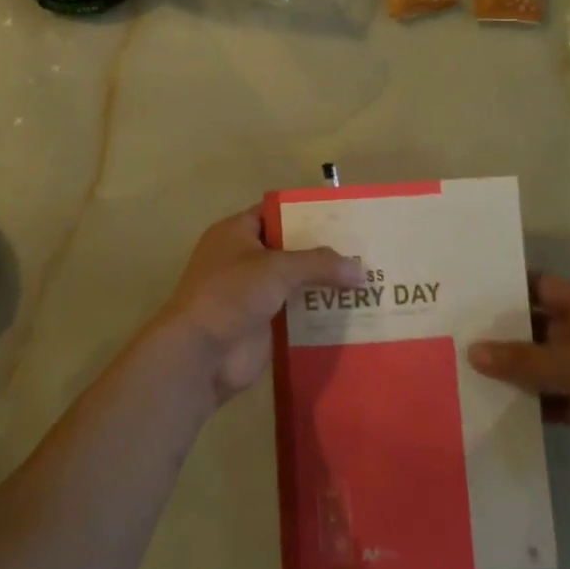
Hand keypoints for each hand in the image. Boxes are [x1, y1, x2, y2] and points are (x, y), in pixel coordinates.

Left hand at [145, 207, 363, 407]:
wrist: (201, 354)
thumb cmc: (231, 295)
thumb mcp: (276, 268)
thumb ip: (319, 263)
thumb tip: (360, 270)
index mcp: (237, 233)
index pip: (276, 213)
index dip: (307, 214)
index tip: (344, 217)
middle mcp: (244, 258)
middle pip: (291, 248)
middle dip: (324, 251)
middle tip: (365, 250)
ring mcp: (254, 293)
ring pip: (296, 282)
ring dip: (325, 283)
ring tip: (368, 280)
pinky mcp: (264, 323)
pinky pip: (297, 312)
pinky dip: (319, 311)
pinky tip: (352, 311)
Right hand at [469, 275, 569, 506]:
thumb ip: (524, 360)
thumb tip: (473, 351)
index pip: (541, 287)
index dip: (507, 288)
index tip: (467, 294)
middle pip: (536, 326)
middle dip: (501, 332)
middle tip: (454, 334)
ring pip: (541, 364)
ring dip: (512, 371)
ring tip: (464, 370)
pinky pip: (552, 397)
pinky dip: (530, 402)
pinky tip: (496, 407)